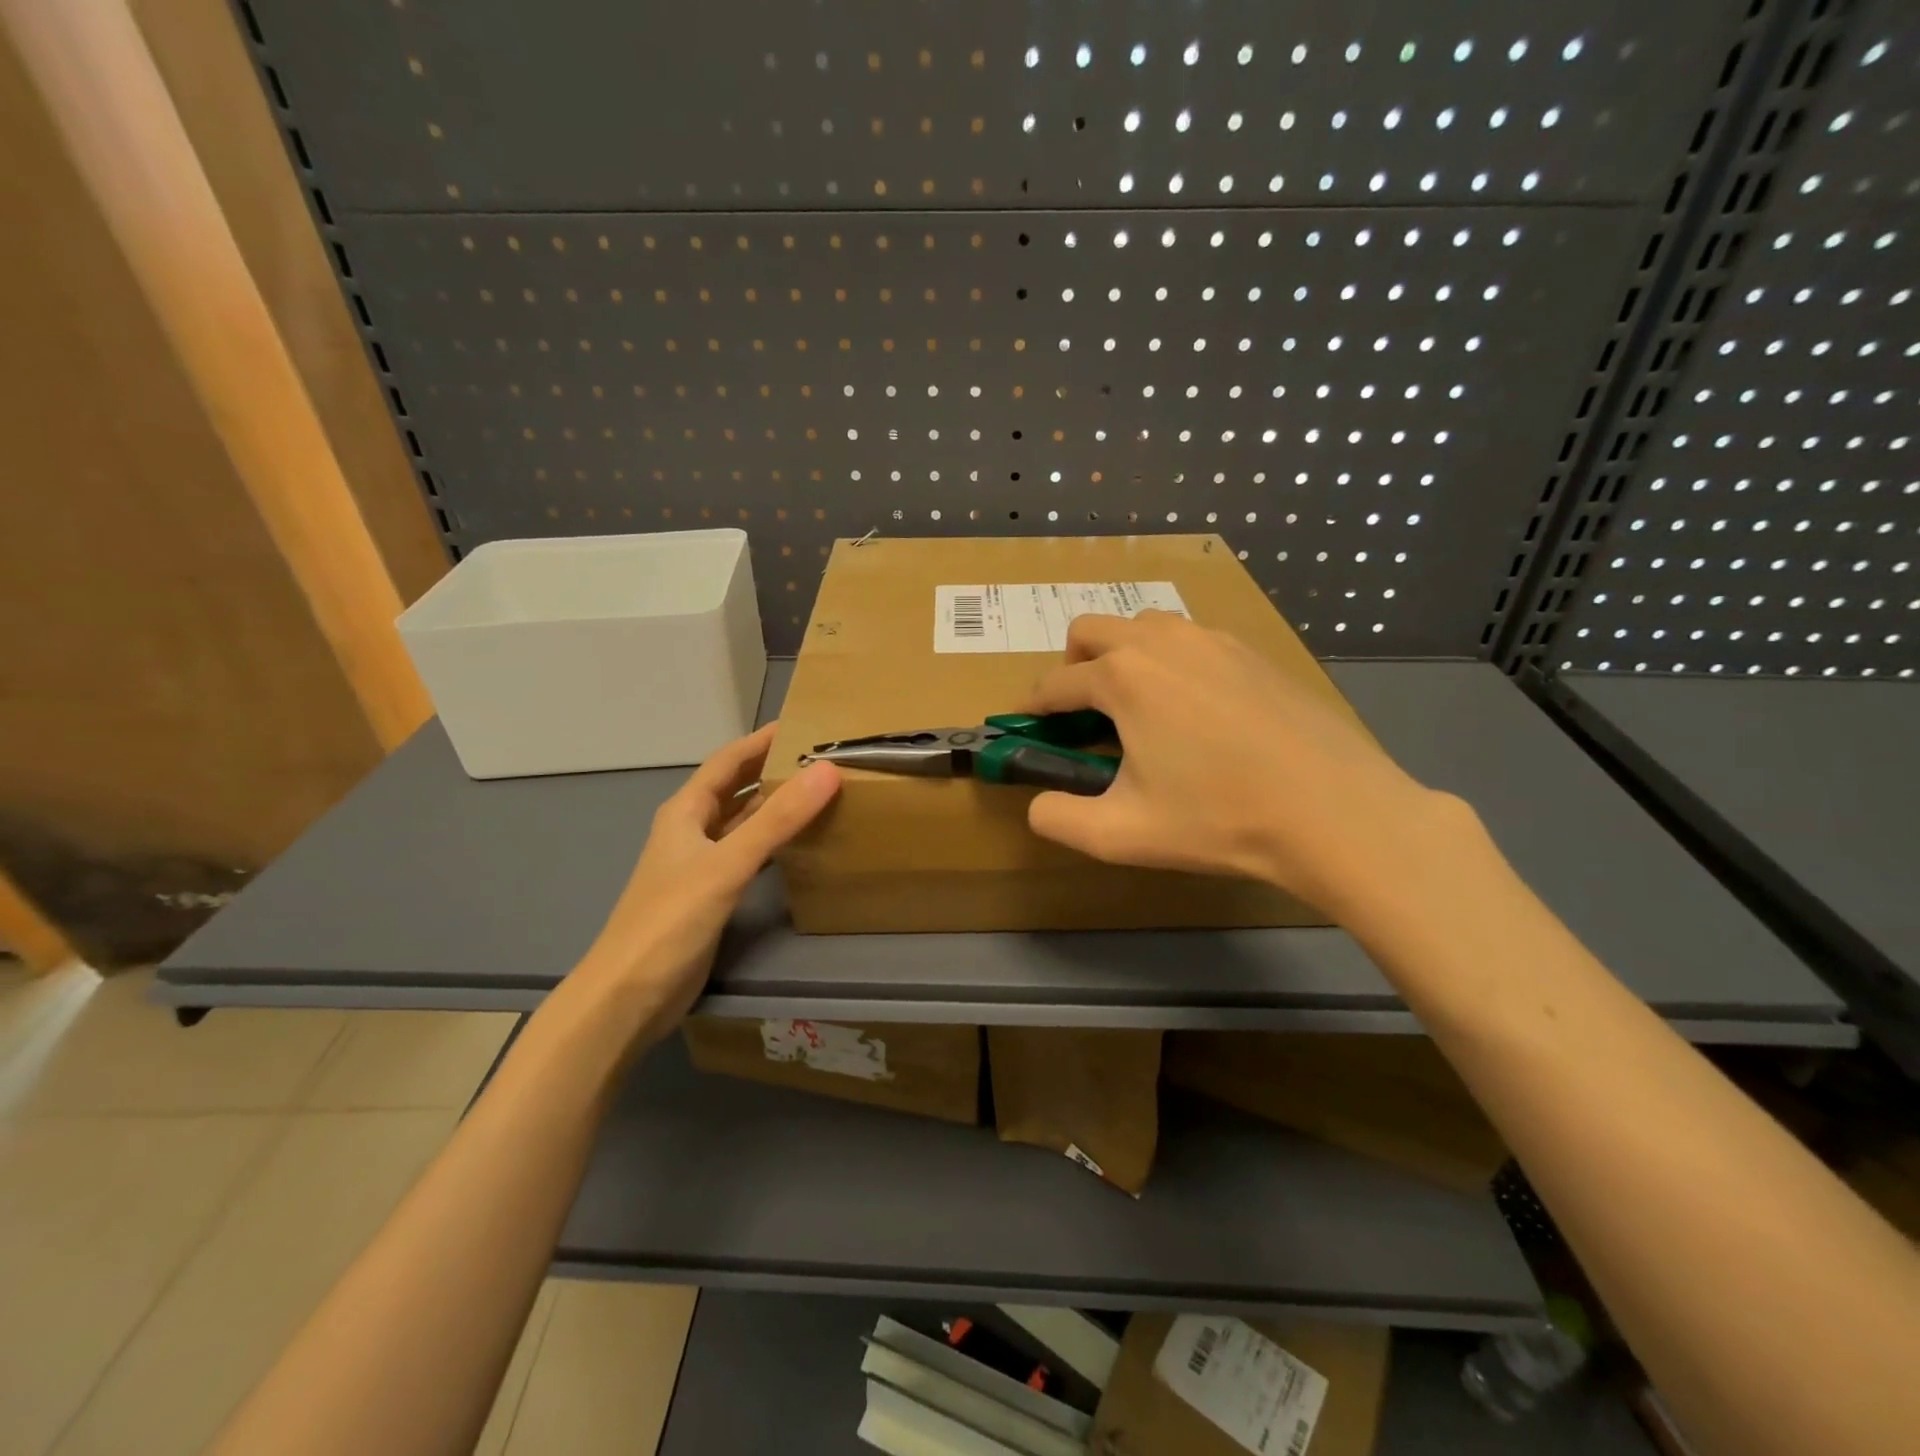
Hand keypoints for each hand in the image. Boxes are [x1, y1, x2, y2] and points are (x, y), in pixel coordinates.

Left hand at [577, 723, 839, 1036]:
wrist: (627, 997)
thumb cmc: (669, 922)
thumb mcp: (726, 865)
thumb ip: (777, 820)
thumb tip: (826, 771)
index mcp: (685, 812)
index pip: (728, 761)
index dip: (761, 740)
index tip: (803, 724)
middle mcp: (691, 831)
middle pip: (735, 789)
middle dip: (772, 770)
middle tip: (821, 758)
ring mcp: (700, 865)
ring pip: (743, 823)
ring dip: (775, 807)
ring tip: (820, 794)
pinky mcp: (711, 895)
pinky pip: (748, 855)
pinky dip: (773, 843)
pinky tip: (800, 845)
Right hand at [1022, 613, 1455, 916]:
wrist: (1334, 809)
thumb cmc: (1218, 819)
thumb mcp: (1121, 834)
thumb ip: (1058, 819)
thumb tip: (1038, 806)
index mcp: (1123, 678)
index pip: (1056, 683)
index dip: (1035, 707)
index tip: (1031, 726)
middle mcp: (1161, 642)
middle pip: (1091, 630)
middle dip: (1073, 666)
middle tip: (1083, 712)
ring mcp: (1212, 639)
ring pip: (1143, 626)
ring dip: (1122, 655)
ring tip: (1139, 707)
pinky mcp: (1251, 650)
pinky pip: (1191, 640)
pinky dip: (1171, 661)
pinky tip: (1195, 710)